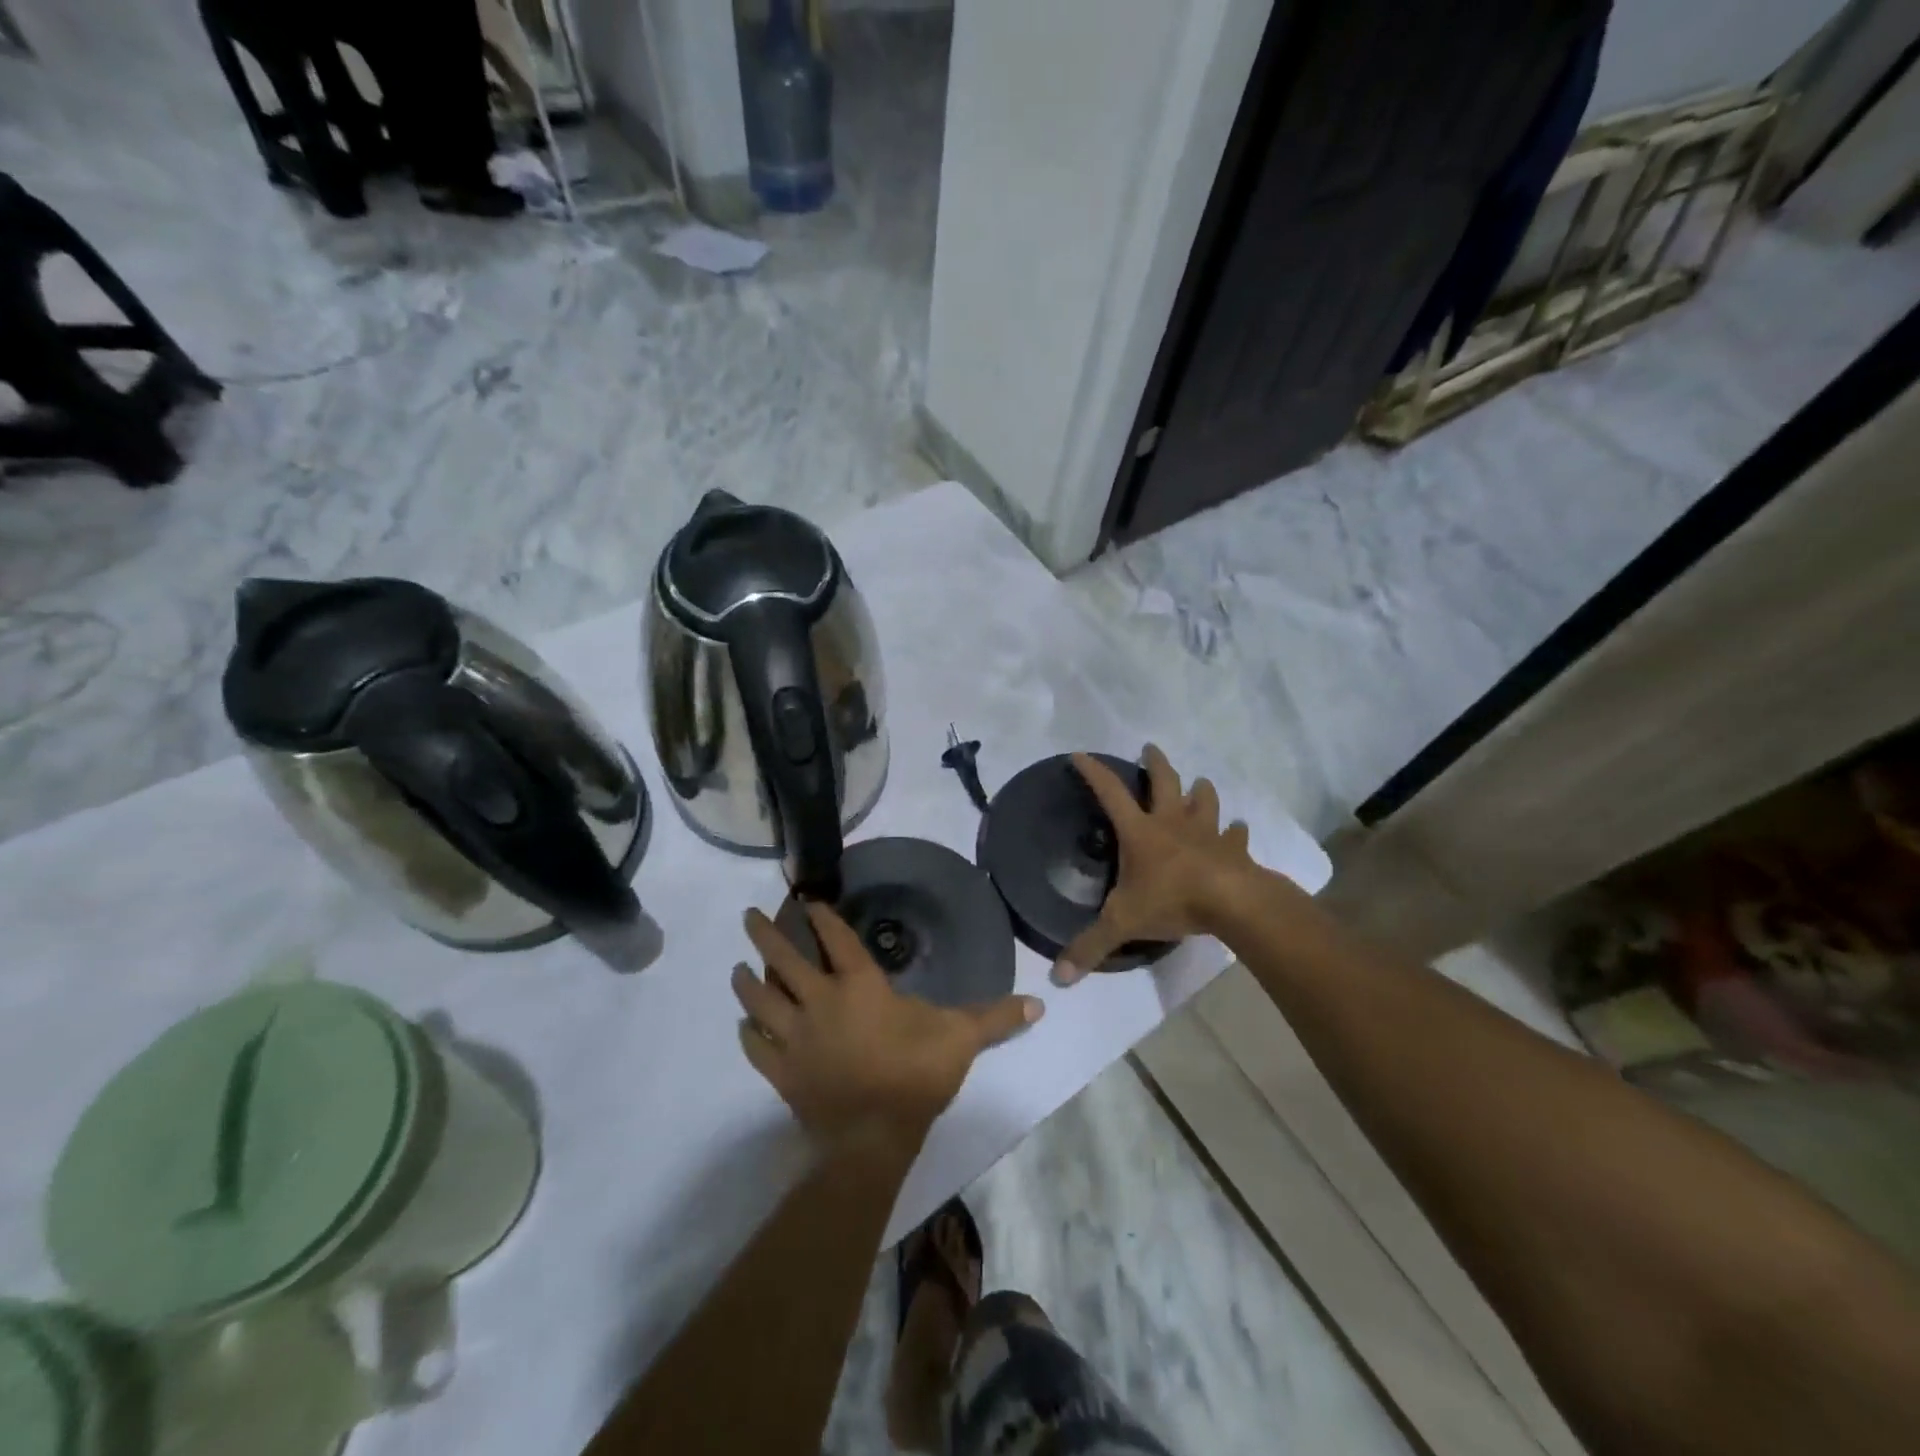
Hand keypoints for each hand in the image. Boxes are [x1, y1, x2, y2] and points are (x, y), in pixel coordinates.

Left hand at [733, 903, 1044, 1150]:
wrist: (873, 1139)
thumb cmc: (915, 1076)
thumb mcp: (960, 1039)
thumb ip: (994, 1017)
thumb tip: (1039, 1003)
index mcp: (859, 986)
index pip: (836, 939)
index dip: (821, 916)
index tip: (806, 899)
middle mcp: (820, 1002)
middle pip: (784, 960)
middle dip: (766, 935)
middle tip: (748, 917)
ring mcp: (795, 1038)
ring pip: (760, 1000)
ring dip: (747, 981)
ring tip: (738, 967)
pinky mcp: (781, 1072)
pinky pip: (756, 1046)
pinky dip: (748, 1034)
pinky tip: (744, 1026)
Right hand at [1053, 744, 1255, 985]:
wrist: (1233, 903)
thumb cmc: (1172, 901)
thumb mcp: (1123, 924)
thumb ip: (1091, 946)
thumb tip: (1057, 977)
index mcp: (1140, 832)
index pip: (1111, 793)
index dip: (1094, 773)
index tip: (1080, 754)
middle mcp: (1172, 823)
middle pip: (1164, 781)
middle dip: (1155, 763)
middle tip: (1151, 749)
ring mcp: (1208, 832)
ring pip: (1204, 800)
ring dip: (1200, 790)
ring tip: (1199, 784)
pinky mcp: (1235, 849)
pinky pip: (1236, 835)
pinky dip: (1235, 831)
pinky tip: (1237, 830)